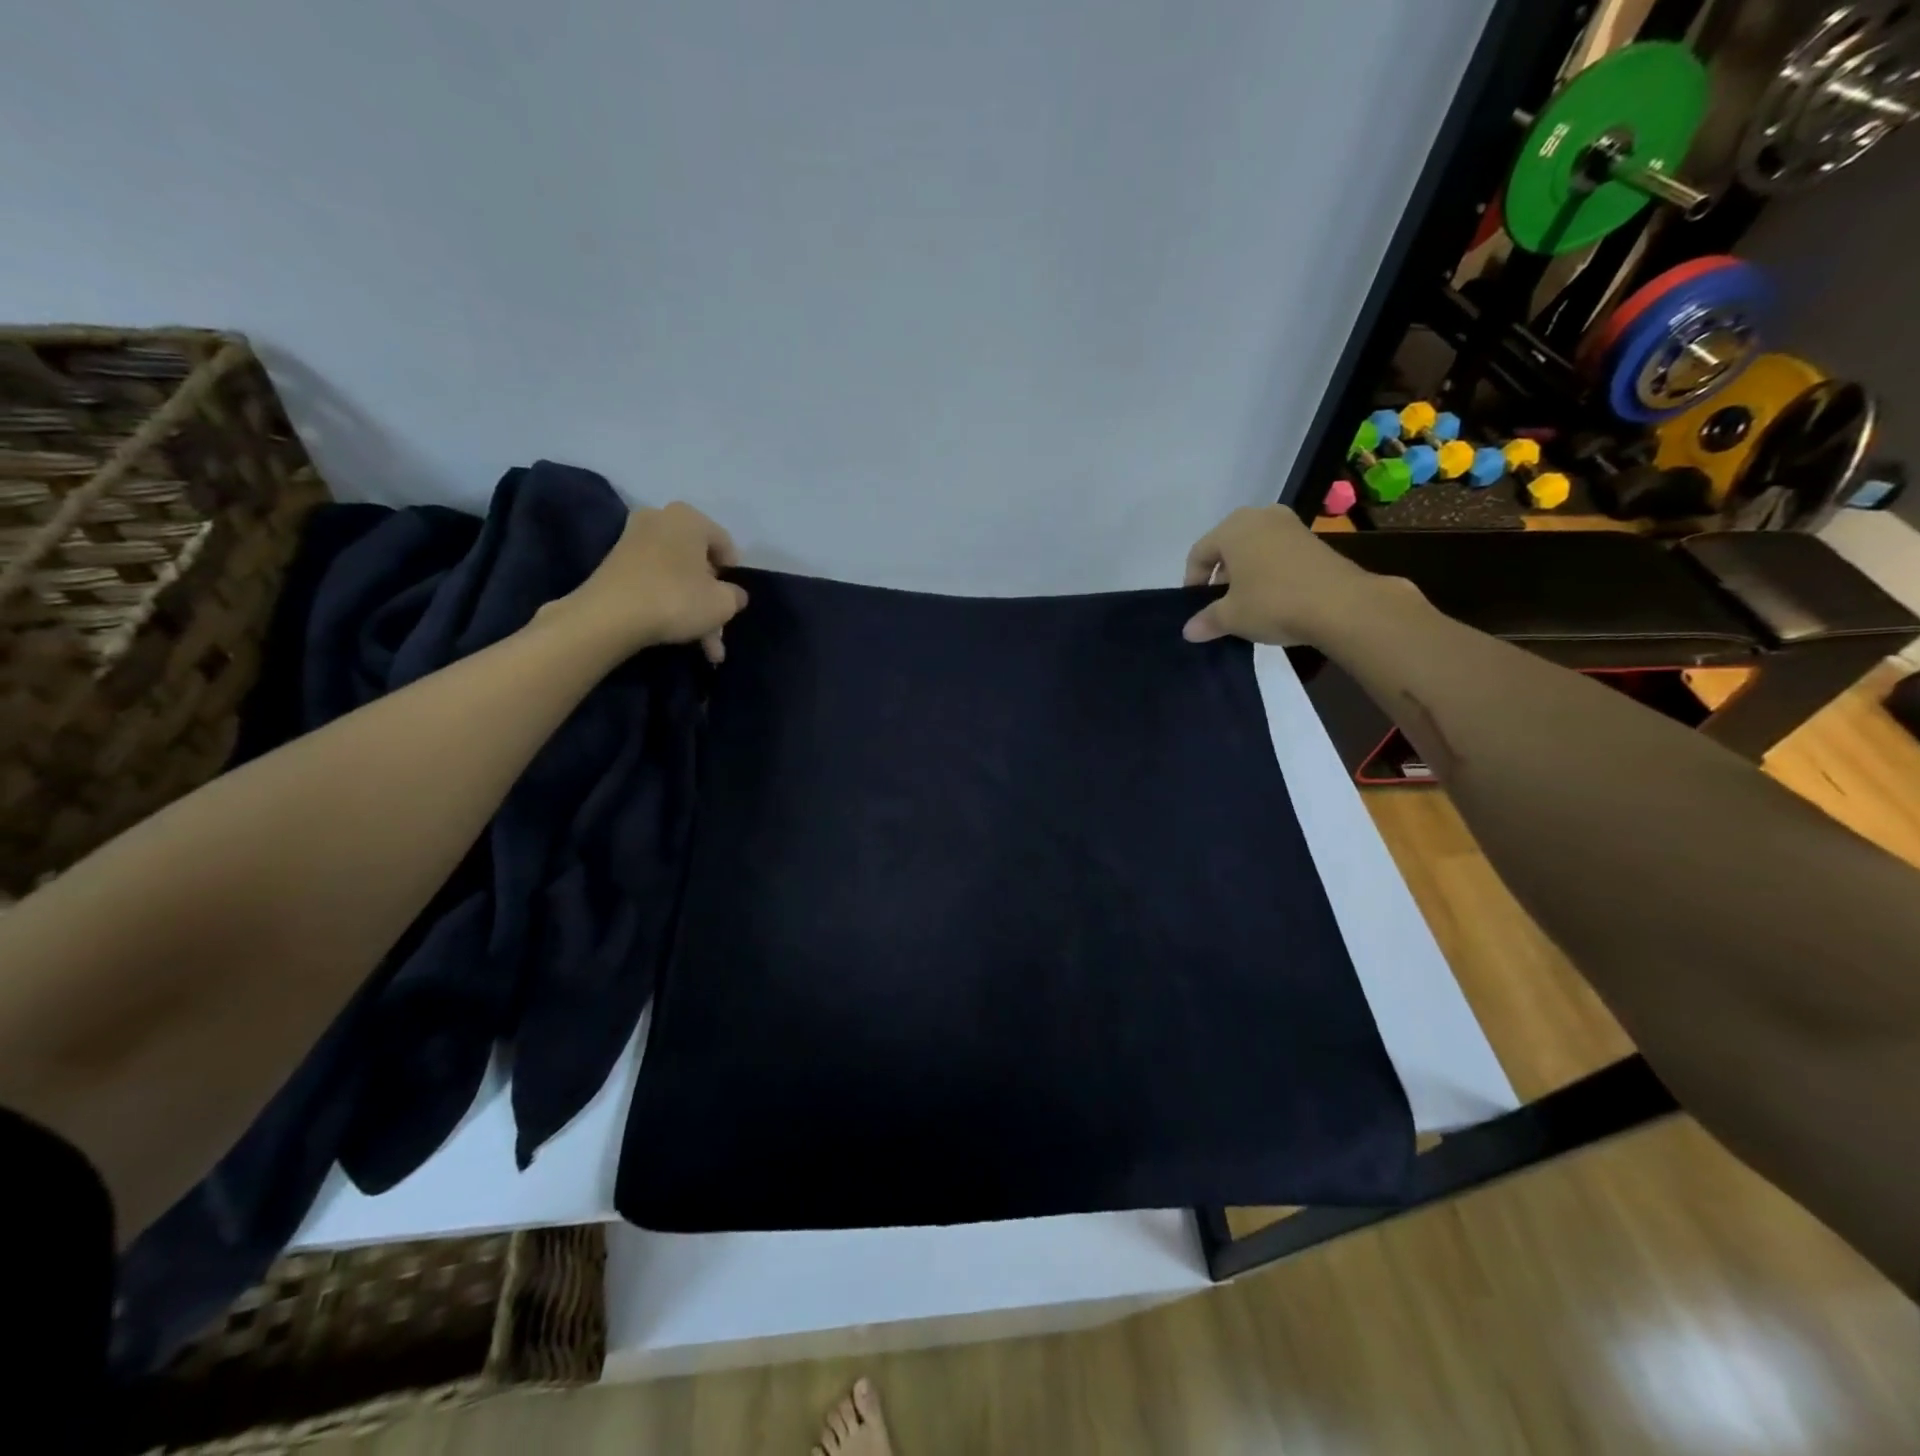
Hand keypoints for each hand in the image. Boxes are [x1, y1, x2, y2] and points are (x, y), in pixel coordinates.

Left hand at [550, 502, 748, 661]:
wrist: (609, 616)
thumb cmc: (676, 599)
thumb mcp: (723, 603)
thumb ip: (735, 596)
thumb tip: (734, 594)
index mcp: (689, 517)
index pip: (725, 545)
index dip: (734, 576)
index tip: (733, 601)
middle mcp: (660, 518)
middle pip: (698, 561)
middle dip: (711, 598)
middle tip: (718, 627)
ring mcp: (634, 540)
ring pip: (677, 576)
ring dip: (692, 609)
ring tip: (703, 644)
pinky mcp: (616, 563)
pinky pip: (655, 581)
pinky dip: (669, 604)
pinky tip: (678, 634)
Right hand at [1181, 506, 1392, 646]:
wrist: (1340, 605)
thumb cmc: (1273, 603)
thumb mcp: (1231, 617)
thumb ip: (1206, 620)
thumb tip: (1189, 631)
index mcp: (1233, 528)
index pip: (1199, 553)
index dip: (1192, 582)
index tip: (1196, 608)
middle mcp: (1260, 516)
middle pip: (1227, 546)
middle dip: (1220, 575)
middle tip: (1219, 604)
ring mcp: (1289, 524)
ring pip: (1253, 548)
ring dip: (1244, 573)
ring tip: (1246, 602)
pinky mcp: (1312, 539)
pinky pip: (1277, 552)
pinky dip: (1267, 571)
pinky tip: (1272, 597)